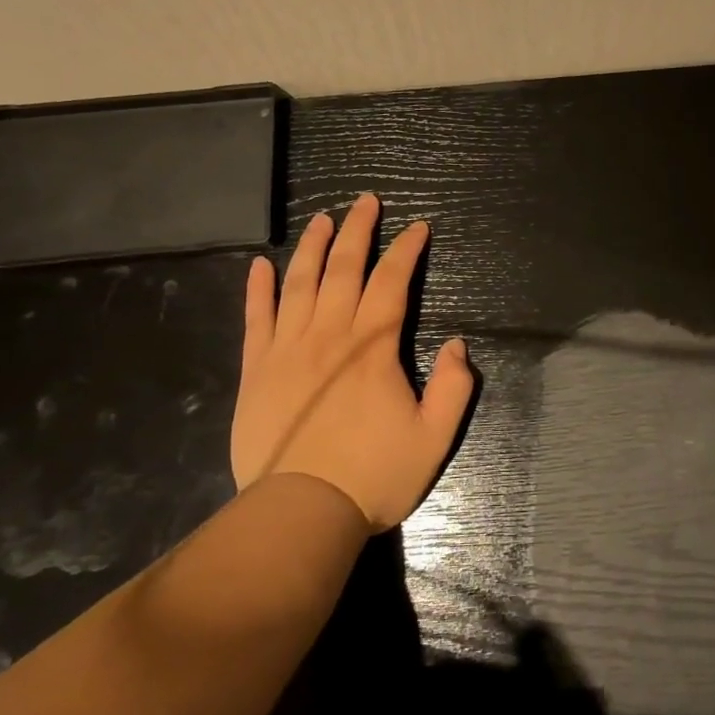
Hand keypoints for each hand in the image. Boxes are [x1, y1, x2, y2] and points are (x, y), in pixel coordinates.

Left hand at [231, 192, 473, 531]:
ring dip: (313, 247)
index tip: (418, 227)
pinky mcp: (257, 371)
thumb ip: (454, 387)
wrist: (301, 514)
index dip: (406, 250)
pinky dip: (258, 289)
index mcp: (373, 347)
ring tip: (323, 219)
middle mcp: (330, 335)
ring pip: (300, 283)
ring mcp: (288, 349)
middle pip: (344, 269)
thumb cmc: (373, 476)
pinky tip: (260, 265)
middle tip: (366, 201)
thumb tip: (458, 344)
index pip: (391, 282)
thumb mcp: (433, 438)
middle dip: (359, 230)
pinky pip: (256, 319)